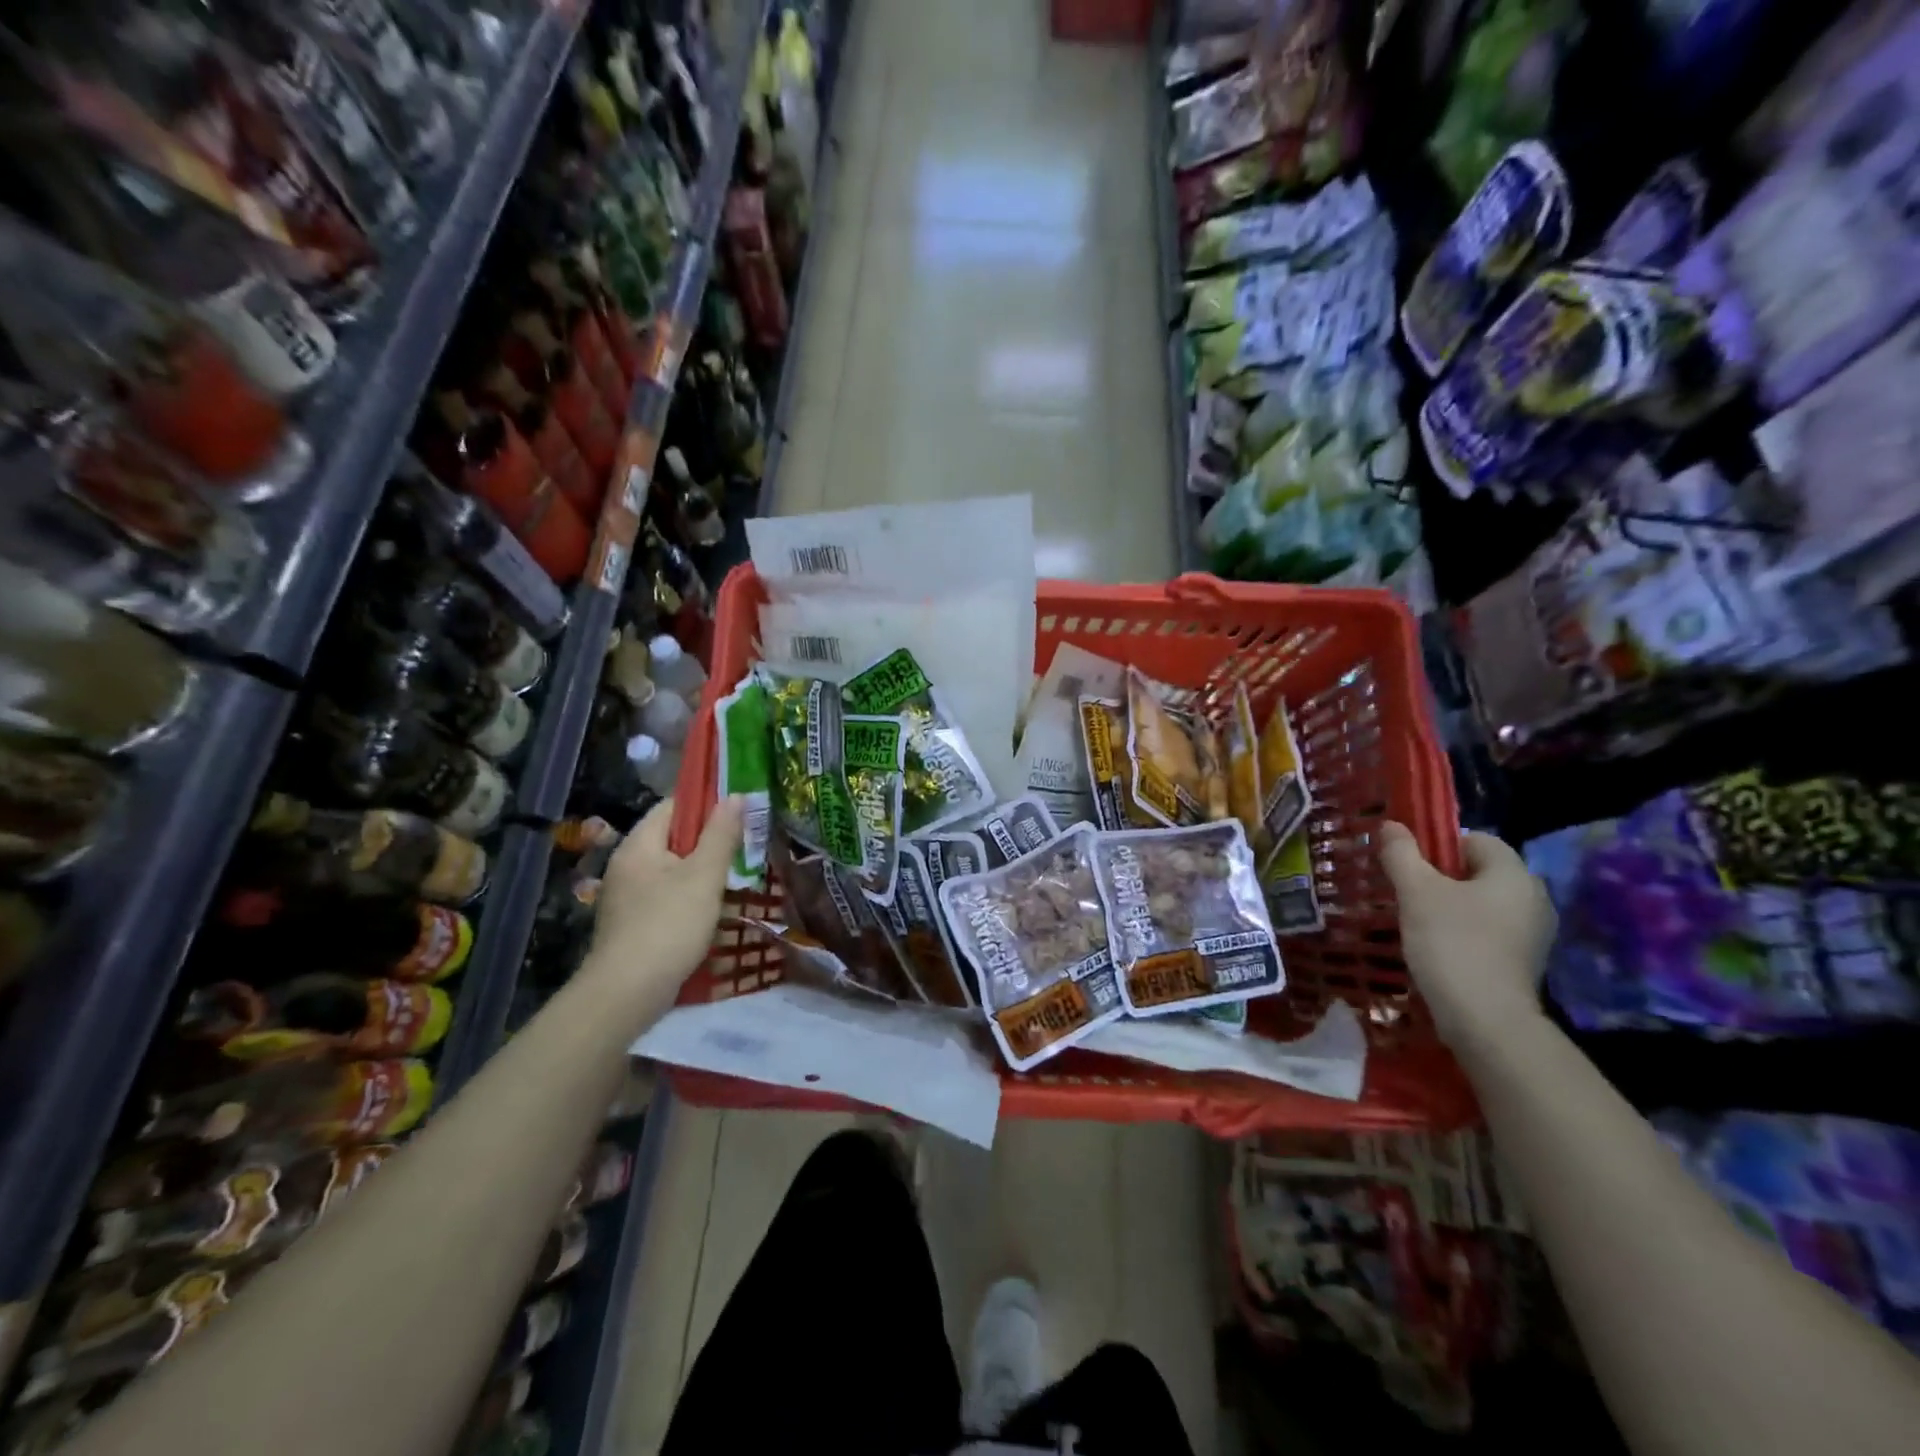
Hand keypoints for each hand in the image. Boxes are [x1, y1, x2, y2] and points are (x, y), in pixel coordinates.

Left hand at [580, 796, 742, 1017]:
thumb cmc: (668, 925)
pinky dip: (690, 895)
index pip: (674, 806)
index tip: (741, 812)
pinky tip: (712, 909)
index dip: (707, 803)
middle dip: (709, 840)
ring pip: (672, 869)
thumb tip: (736, 795)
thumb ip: (721, 834)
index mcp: (639, 844)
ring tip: (736, 877)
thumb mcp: (704, 876)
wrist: (627, 993)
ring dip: (702, 871)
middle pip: (673, 838)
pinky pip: (666, 895)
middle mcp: (627, 864)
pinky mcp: (632, 923)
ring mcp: (627, 896)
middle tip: (746, 845)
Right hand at [1377, 821, 1555, 1051]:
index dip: (1438, 845)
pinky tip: (1438, 949)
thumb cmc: (1452, 943)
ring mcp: (1533, 933)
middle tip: (1407, 893)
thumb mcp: (1416, 891)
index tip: (1410, 867)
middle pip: (1478, 871)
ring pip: (1482, 902)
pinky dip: (1463, 932)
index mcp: (1514, 873)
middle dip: (1441, 877)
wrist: (1486, 1020)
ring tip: (1417, 922)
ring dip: (1450, 906)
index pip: (1475, 839)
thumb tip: (1391, 825)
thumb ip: (1401, 854)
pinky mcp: (1524, 961)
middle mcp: (1533, 897)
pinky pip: (1489, 930)